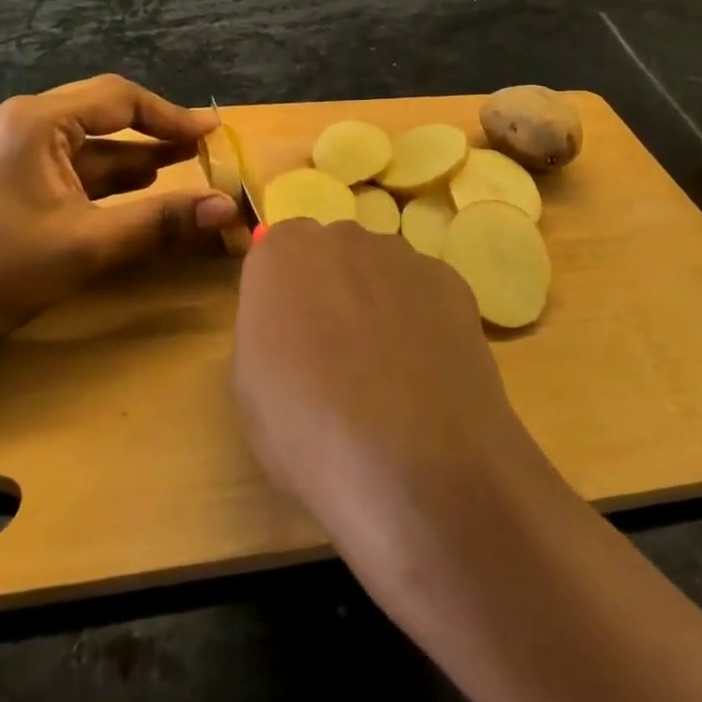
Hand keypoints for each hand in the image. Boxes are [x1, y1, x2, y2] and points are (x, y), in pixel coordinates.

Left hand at [0, 75, 239, 345]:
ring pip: (86, 140)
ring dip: (132, 153)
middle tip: (200, 146)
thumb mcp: (89, 245)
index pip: (119, 98)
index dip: (171, 115)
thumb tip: (228, 210)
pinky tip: (133, 185)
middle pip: (103, 113)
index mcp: (35, 121)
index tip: (211, 133)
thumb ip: (161, 222)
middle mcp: (20, 121)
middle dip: (154, 131)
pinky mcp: (2, 174)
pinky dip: (103, 173)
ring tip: (178, 163)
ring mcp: (7, 147)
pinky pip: (66, 161)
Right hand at [231, 219, 551, 571]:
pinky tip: (426, 375)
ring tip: (389, 375)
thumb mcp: (250, 389)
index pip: (277, 254)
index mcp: (283, 253)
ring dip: (378, 305)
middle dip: (332, 292)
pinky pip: (424, 293)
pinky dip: (422, 321)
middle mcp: (343, 237)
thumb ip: (268, 330)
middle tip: (336, 358)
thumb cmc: (309, 431)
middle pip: (332, 256)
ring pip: (381, 272)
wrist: (415, 464)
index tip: (289, 340)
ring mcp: (403, 255)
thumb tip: (291, 322)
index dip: (284, 298)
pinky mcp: (451, 281)